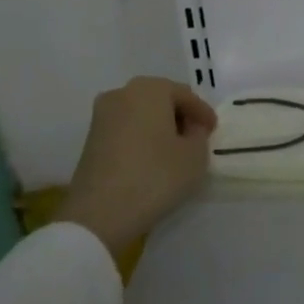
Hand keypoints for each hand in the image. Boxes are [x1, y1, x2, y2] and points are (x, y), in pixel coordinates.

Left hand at [58, 77, 217, 255]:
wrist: (99, 214)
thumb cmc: (155, 176)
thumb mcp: (195, 155)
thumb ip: (199, 134)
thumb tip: (190, 129)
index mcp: (150, 89)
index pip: (185, 95)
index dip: (202, 112)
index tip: (213, 130)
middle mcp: (122, 94)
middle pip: (160, 99)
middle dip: (179, 116)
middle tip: (195, 136)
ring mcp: (101, 117)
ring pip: (141, 114)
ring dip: (159, 127)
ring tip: (174, 150)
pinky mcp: (90, 140)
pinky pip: (125, 130)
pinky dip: (141, 138)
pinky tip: (152, 159)